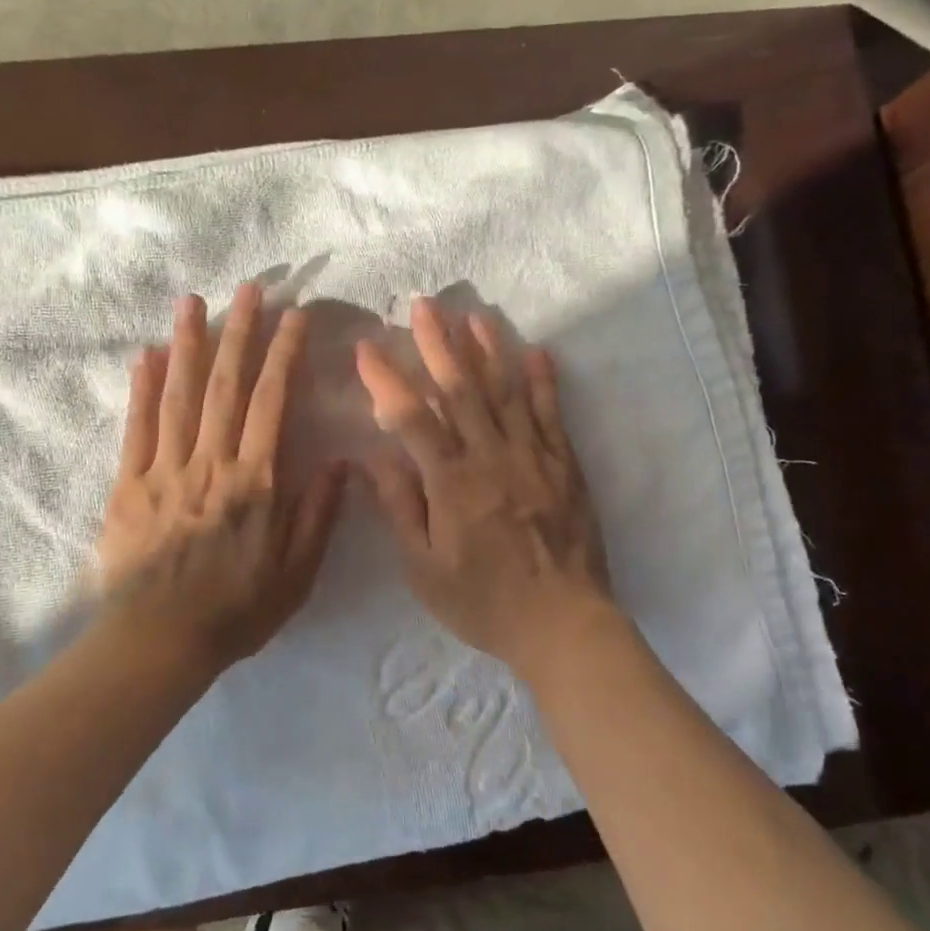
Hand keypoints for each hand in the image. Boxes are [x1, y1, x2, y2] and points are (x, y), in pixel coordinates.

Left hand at [98, 284, 346, 674]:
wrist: (158, 644)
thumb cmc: (236, 611)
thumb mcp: (297, 574)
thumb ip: (318, 515)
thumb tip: (340, 462)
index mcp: (255, 482)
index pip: (271, 402)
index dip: (284, 354)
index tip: (294, 317)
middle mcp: (210, 464)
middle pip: (225, 385)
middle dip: (239, 331)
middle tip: (248, 287)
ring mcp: (164, 470)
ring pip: (178, 395)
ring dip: (187, 344)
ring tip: (192, 301)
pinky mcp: (128, 485)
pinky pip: (136, 428)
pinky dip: (142, 388)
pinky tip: (147, 354)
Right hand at [354, 296, 614, 673]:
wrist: (563, 624)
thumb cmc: (483, 602)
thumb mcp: (423, 569)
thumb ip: (400, 507)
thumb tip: (374, 455)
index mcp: (451, 483)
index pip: (412, 417)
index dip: (386, 379)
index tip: (366, 347)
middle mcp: (491, 458)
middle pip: (460, 389)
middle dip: (438, 344)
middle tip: (422, 306)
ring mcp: (532, 457)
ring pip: (506, 391)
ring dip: (488, 349)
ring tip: (473, 315)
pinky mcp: (564, 465)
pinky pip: (551, 414)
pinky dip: (543, 381)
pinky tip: (536, 352)